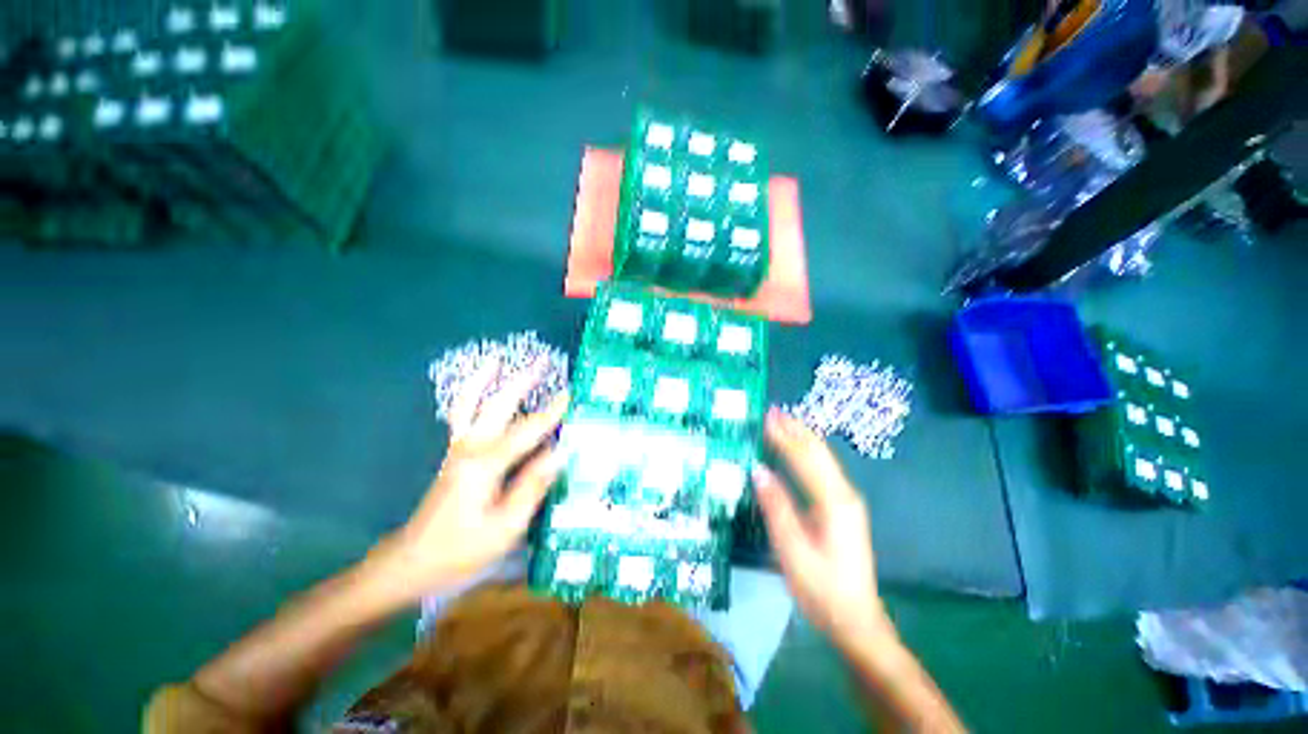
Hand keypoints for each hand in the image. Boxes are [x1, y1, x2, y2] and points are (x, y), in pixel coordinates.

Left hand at [368, 358, 567, 602]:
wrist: (413, 561)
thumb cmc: (462, 549)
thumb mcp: (506, 526)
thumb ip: (533, 485)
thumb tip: (560, 452)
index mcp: (486, 464)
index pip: (528, 430)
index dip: (552, 412)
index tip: (571, 394)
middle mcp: (471, 447)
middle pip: (498, 405)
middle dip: (521, 381)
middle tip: (541, 361)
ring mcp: (459, 448)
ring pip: (470, 403)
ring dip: (485, 379)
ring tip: (497, 360)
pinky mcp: (454, 453)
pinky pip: (461, 415)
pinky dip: (469, 395)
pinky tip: (479, 388)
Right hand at [753, 409, 891, 648]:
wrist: (856, 619)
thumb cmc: (822, 588)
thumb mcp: (793, 551)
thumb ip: (776, 507)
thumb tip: (758, 470)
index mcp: (834, 502)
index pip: (805, 458)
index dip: (785, 436)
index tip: (767, 417)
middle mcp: (844, 494)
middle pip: (818, 452)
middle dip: (796, 429)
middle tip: (773, 410)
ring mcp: (846, 500)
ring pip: (823, 458)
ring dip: (802, 436)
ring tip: (783, 420)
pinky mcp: (842, 508)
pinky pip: (823, 469)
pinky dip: (807, 452)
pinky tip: (798, 447)